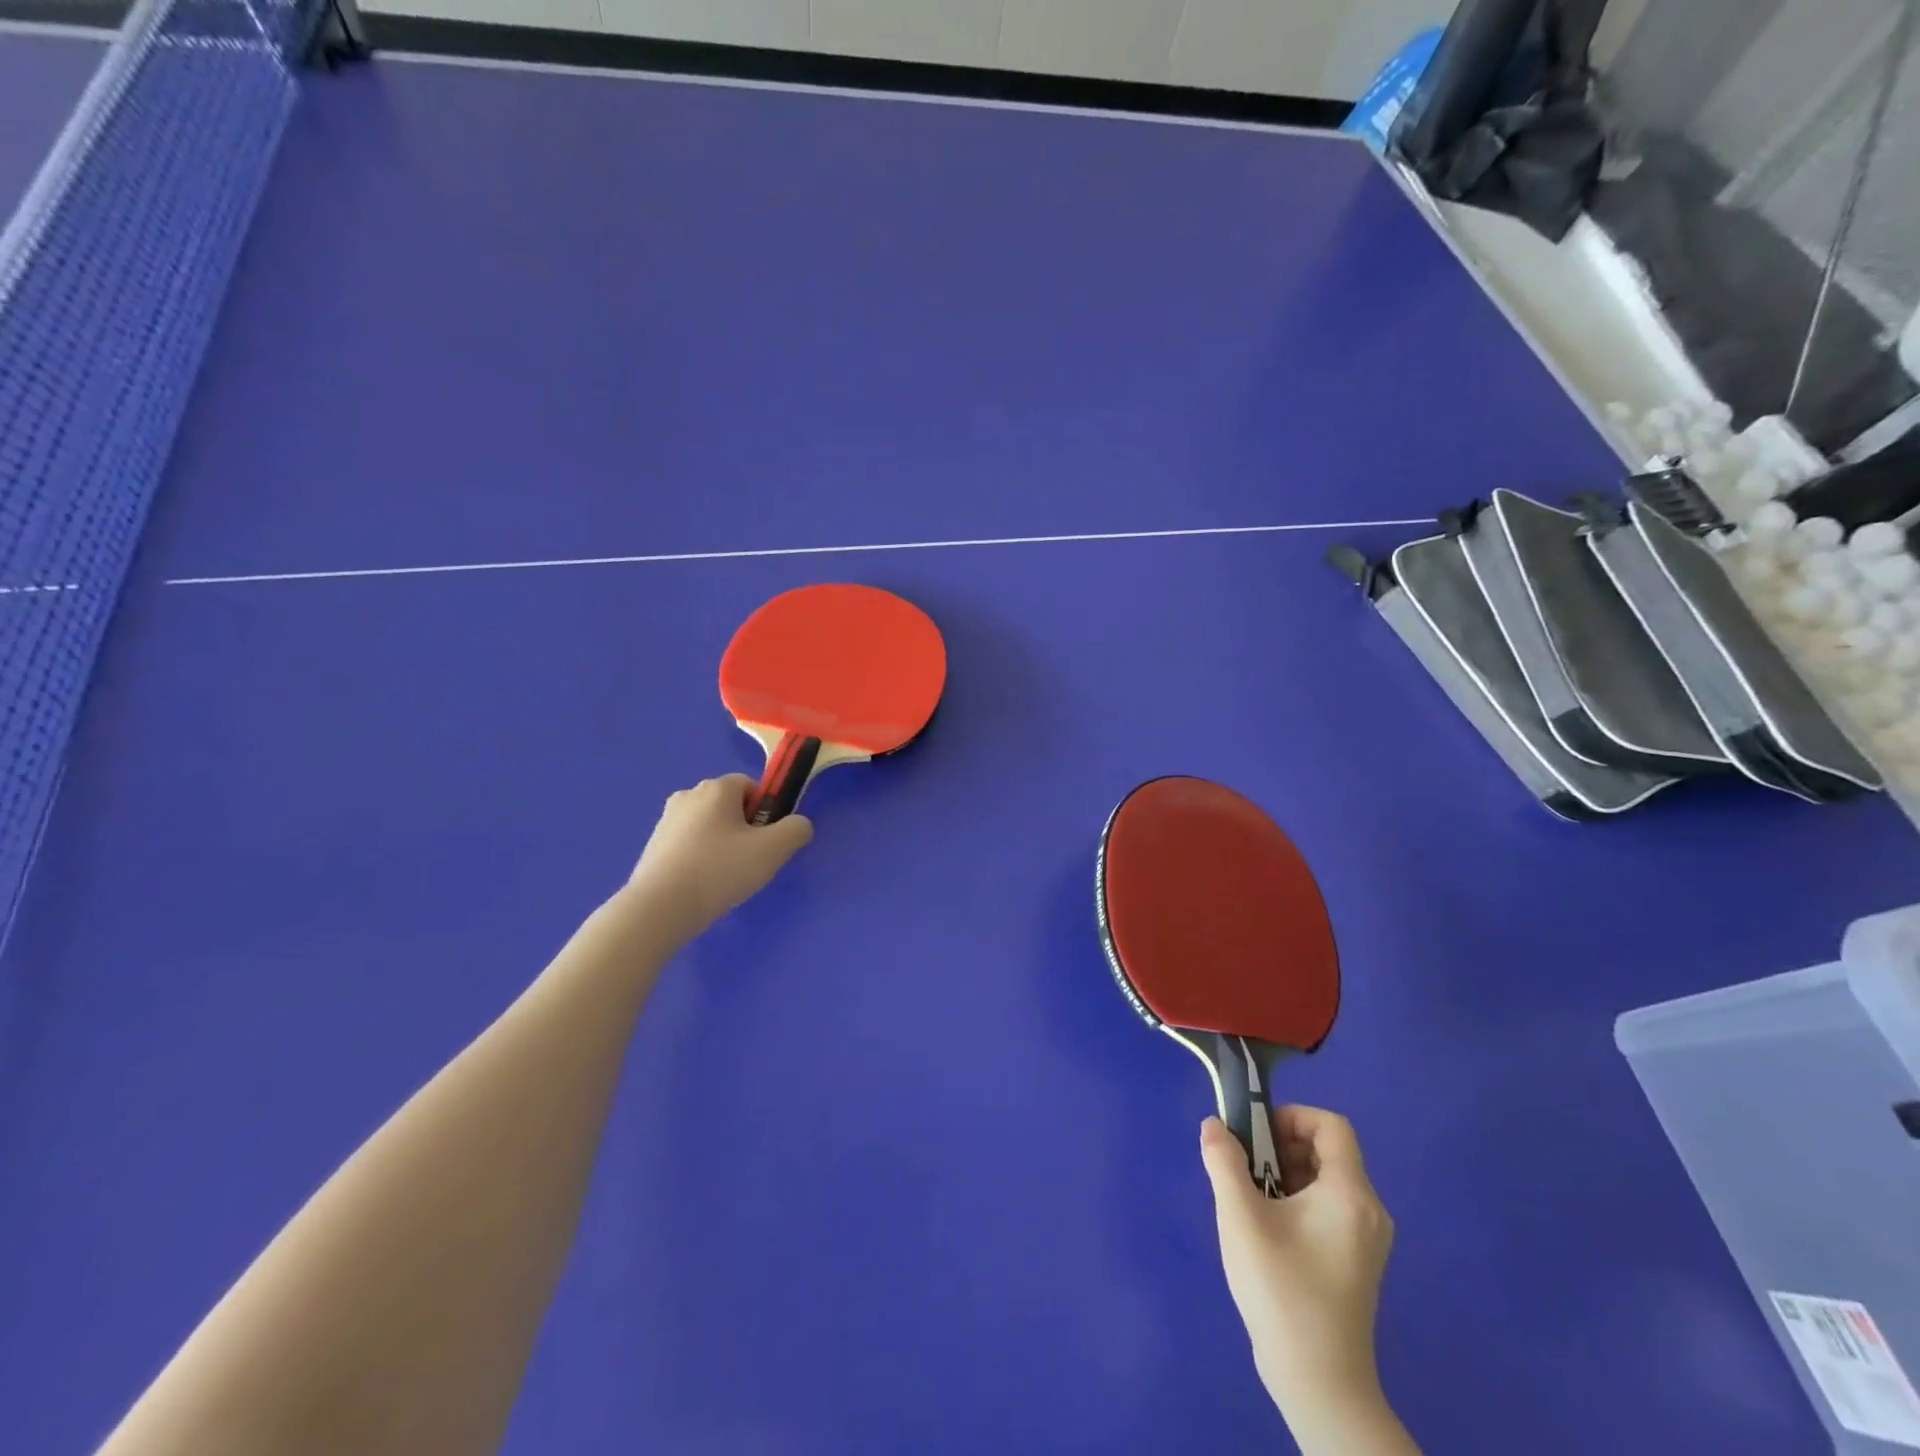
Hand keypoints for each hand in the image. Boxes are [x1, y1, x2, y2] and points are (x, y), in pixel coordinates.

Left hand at [626, 775, 812, 932]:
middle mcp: (688, 795)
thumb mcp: (773, 850)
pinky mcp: (653, 847)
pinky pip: (689, 845)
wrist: (660, 908)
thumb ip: (796, 830)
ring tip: (726, 878)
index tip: (767, 841)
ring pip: (708, 826)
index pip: (751, 786)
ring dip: (722, 845)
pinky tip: (703, 886)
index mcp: (716, 788)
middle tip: (751, 862)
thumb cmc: (720, 870)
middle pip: (729, 806)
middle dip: (744, 829)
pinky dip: (700, 859)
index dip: (765, 811)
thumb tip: (798, 825)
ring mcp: (666, 821)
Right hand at [1201, 1106, 1394, 1421]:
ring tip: (1250, 1200)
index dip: (1291, 1116)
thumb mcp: (1240, 1218)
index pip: (1331, 1125)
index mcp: (1350, 1194)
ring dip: (1284, 1174)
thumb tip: (1214, 1125)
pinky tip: (1267, 1228)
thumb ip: (1224, 1162)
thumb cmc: (1281, 1291)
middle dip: (1280, 1146)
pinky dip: (1296, 1200)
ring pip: (1324, 1179)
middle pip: (1326, 1151)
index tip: (1255, 1136)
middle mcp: (1368, 1210)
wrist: (1318, 1383)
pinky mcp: (1356, 1260)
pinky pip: (1327, 1206)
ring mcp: (1366, 1239)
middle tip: (1245, 1168)